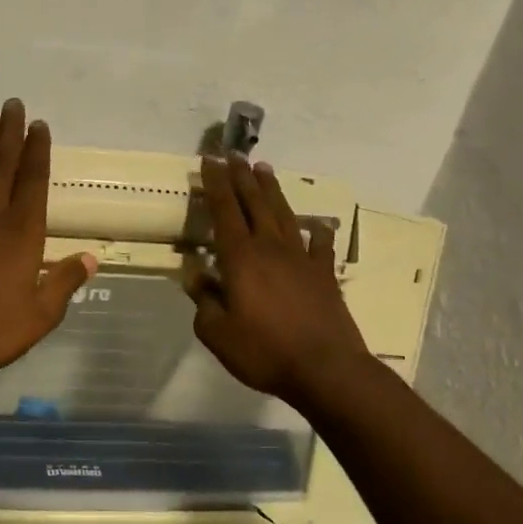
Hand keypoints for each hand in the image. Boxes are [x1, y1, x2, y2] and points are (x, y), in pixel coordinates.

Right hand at [185, 155, 372, 407]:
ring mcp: (302, 259)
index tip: (210, 161)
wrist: (325, 368)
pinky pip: (319, 245)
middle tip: (235, 155)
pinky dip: (316, 232)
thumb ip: (204, 303)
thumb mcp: (218, 334)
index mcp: (241, 258)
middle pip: (255, 203)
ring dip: (272, 191)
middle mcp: (271, 248)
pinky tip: (316, 225)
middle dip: (243, 177)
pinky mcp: (324, 274)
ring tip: (265, 170)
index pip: (224, 211)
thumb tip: (197, 277)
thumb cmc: (264, 351)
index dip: (216, 184)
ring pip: (284, 215)